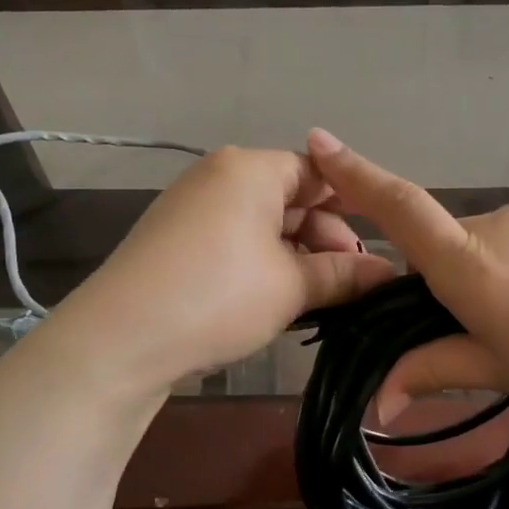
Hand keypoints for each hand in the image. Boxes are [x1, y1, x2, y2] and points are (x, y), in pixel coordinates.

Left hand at [56, 146, 395, 393]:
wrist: (121, 339)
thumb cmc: (220, 295)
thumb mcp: (291, 286)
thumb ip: (342, 275)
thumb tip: (387, 272)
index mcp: (250, 169)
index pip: (317, 172)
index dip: (353, 205)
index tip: (377, 247)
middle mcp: (219, 177)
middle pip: (290, 198)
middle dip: (326, 239)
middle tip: (354, 284)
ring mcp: (193, 209)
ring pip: (264, 226)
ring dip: (298, 258)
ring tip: (323, 298)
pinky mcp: (176, 243)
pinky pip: (236, 243)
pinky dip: (265, 266)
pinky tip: (281, 300)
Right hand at [305, 129, 508, 427]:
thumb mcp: (504, 371)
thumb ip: (436, 370)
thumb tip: (378, 402)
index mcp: (473, 263)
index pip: (401, 210)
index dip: (357, 176)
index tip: (319, 141)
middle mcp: (502, 221)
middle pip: (452, 243)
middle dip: (455, 279)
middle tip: (494, 331)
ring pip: (498, 240)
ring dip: (502, 272)